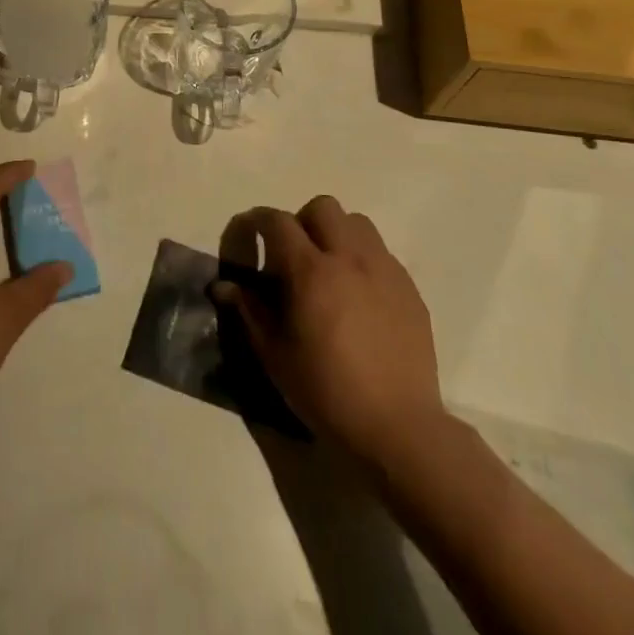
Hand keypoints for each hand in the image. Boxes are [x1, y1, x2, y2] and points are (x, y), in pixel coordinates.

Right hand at [213, 196, 446, 470]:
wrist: (397, 427)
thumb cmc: (325, 391)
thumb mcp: (274, 355)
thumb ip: (249, 311)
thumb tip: (224, 286)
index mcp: (310, 271)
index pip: (278, 222)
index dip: (257, 221)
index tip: (248, 235)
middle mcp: (349, 258)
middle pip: (322, 207)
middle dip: (302, 221)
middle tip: (293, 256)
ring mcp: (384, 270)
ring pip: (358, 223)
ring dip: (337, 234)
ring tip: (329, 270)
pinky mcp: (409, 289)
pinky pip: (382, 254)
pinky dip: (363, 260)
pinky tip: (359, 297)